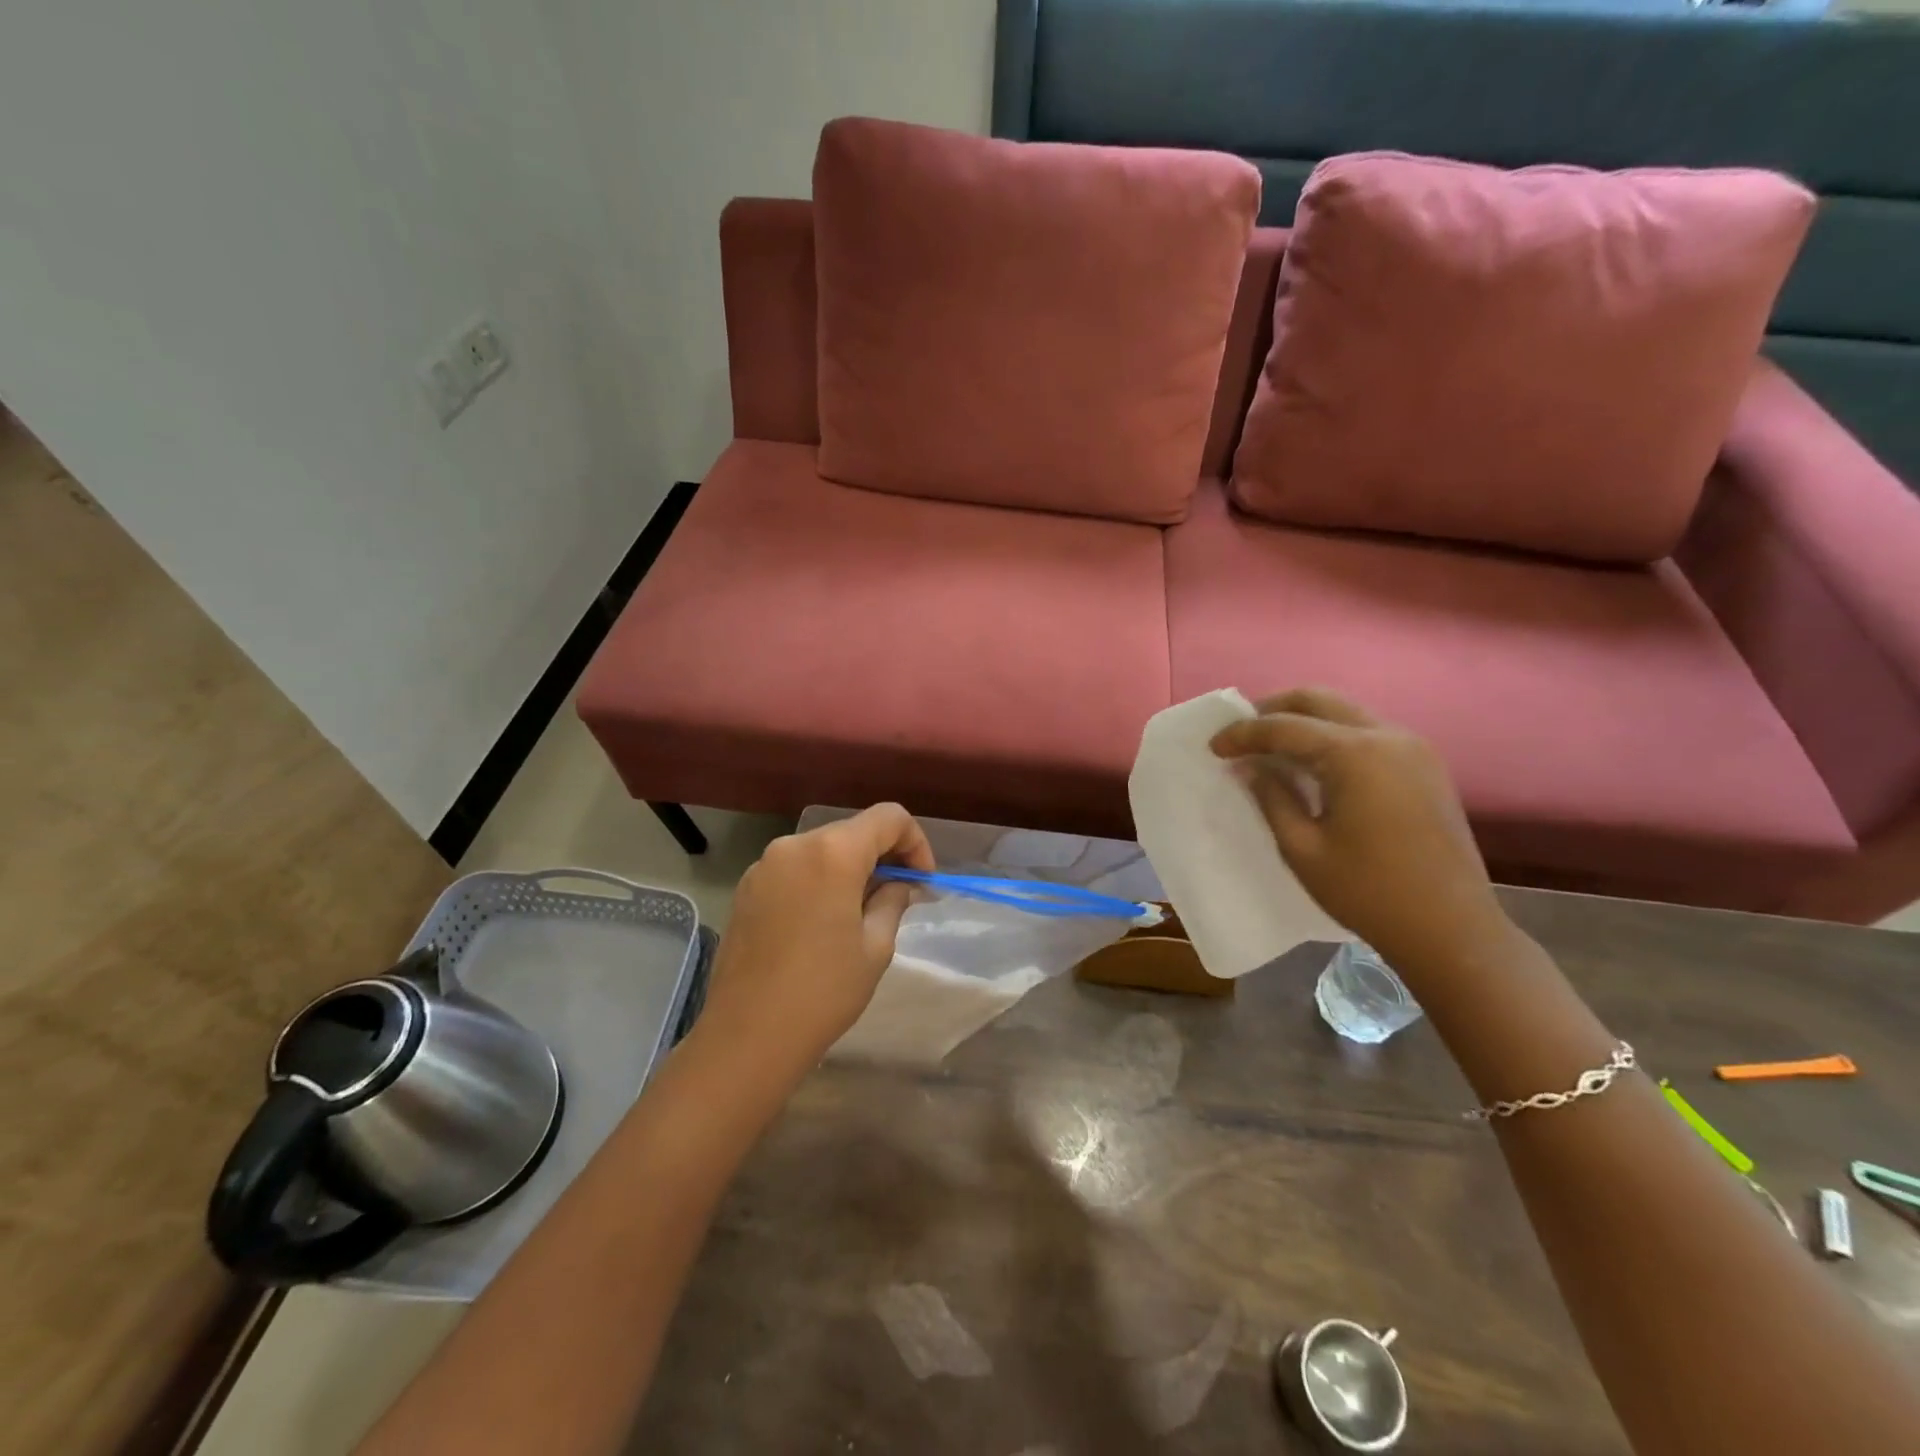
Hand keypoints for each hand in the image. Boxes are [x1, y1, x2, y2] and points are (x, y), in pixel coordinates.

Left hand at [696, 804, 934, 1085]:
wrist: (746, 1036)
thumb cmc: (823, 992)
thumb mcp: (875, 947)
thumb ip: (893, 900)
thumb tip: (900, 884)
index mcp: (833, 853)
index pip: (888, 818)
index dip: (915, 841)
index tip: (921, 880)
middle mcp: (795, 846)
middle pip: (853, 830)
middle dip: (882, 855)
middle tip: (900, 895)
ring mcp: (764, 865)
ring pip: (822, 849)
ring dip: (850, 868)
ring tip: (861, 911)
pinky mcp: (746, 888)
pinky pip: (795, 869)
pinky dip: (819, 880)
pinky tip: (823, 921)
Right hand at [1210, 688, 1510, 973]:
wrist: (1451, 930)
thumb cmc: (1368, 892)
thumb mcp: (1302, 848)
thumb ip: (1272, 797)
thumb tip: (1251, 767)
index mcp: (1356, 755)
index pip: (1285, 727)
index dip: (1243, 733)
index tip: (1213, 747)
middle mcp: (1388, 736)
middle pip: (1319, 700)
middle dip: (1273, 709)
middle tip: (1241, 733)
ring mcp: (1413, 748)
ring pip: (1345, 712)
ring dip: (1304, 721)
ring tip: (1271, 748)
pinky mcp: (1424, 766)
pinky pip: (1367, 733)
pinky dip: (1332, 736)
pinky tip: (1312, 764)